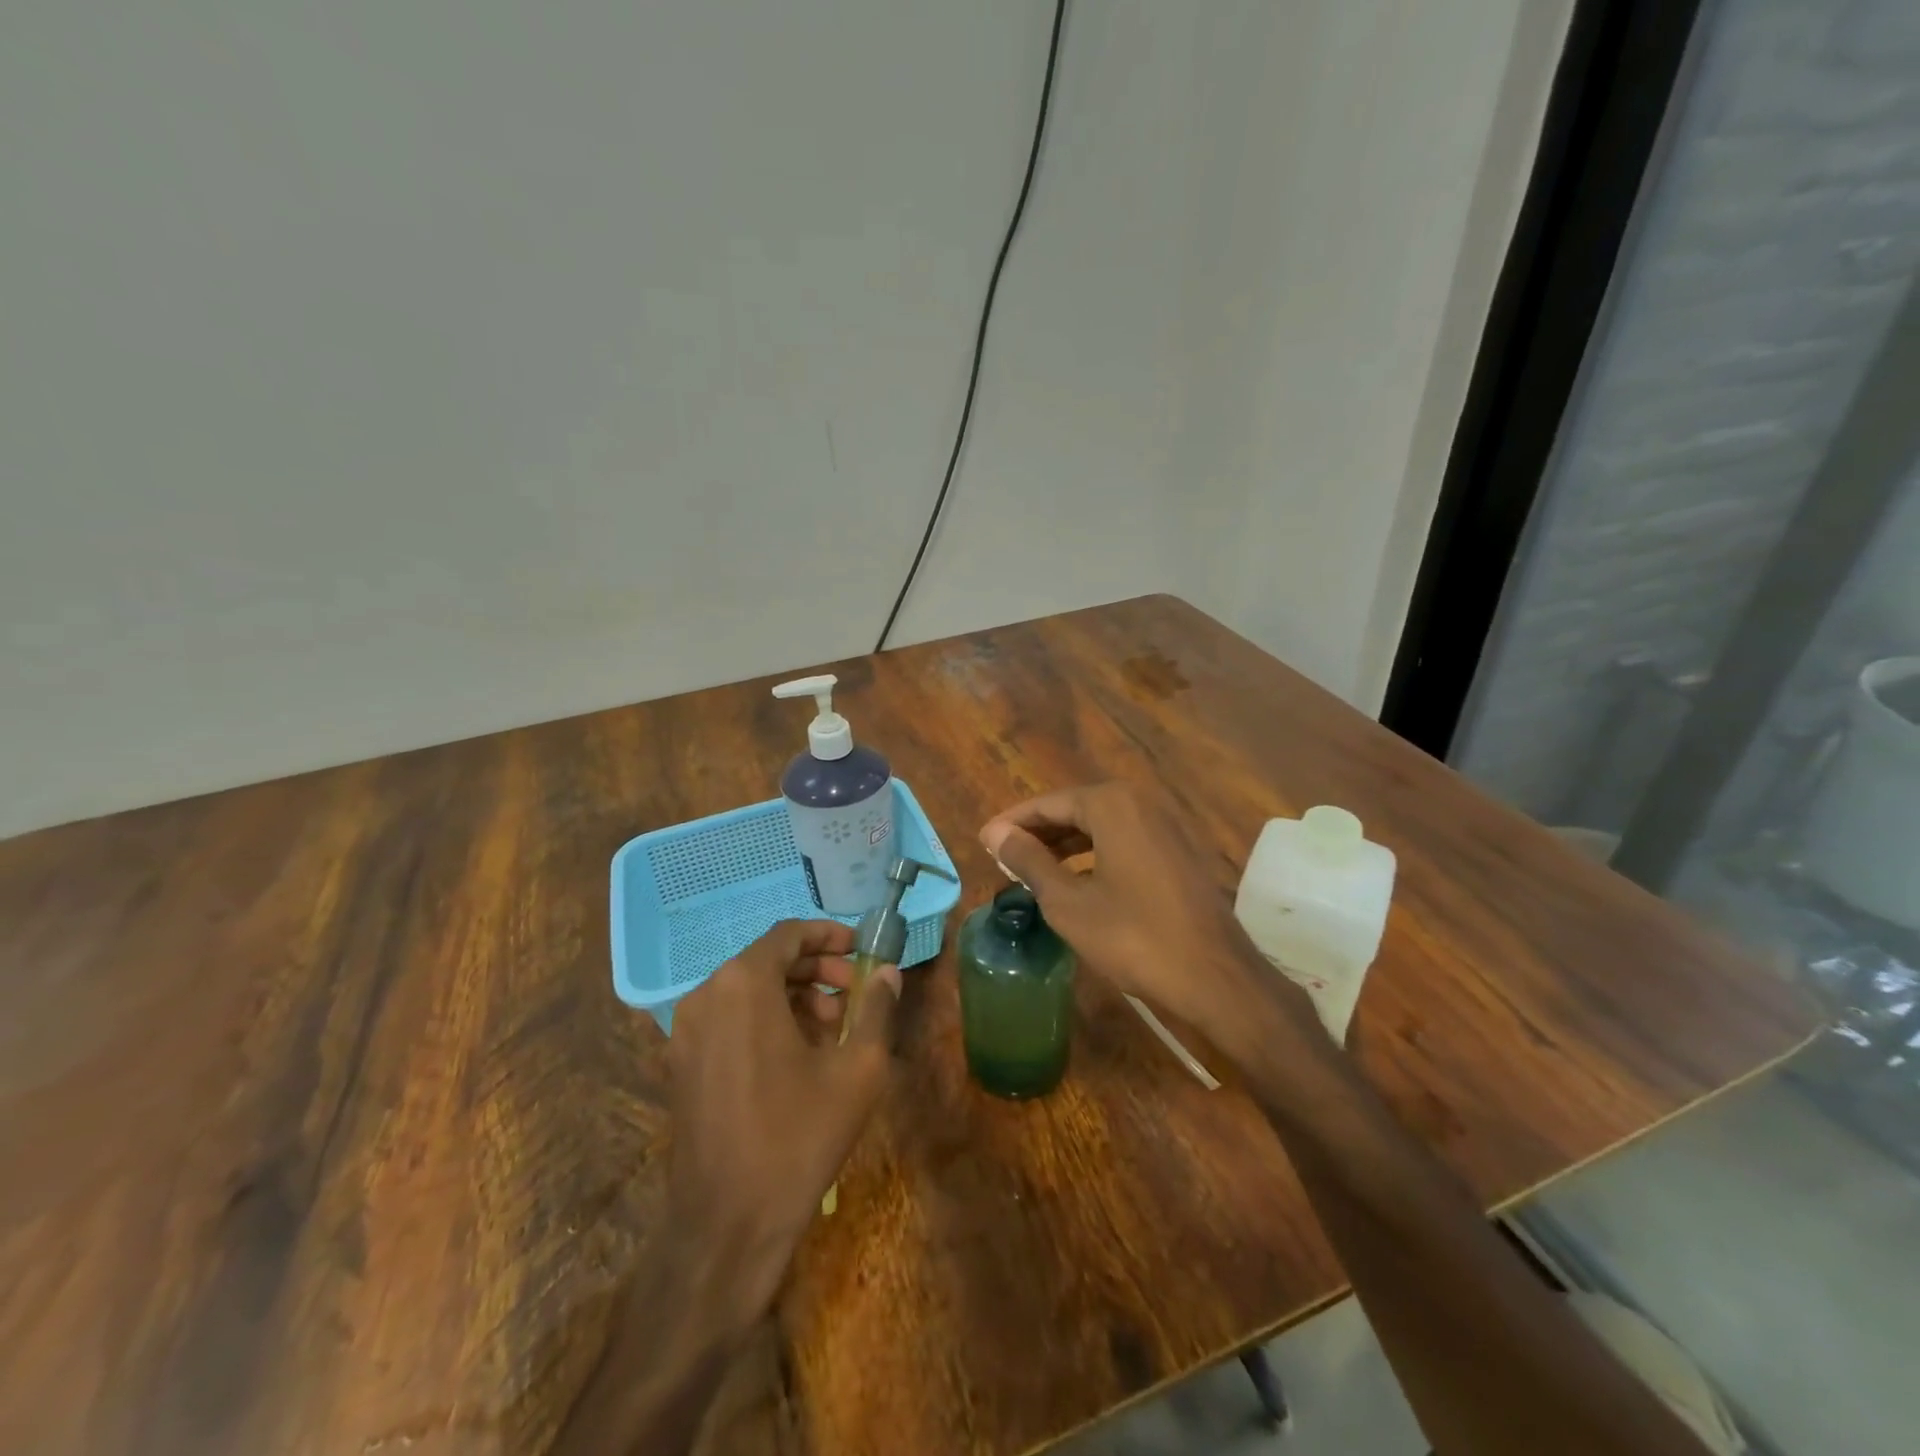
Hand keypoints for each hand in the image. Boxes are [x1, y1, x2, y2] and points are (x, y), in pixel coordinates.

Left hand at [664, 920, 899, 1336]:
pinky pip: (729, 1019)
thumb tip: (888, 973)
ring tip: (832, 1026)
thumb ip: (876, 1009)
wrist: (727, 1225)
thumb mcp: (857, 1069)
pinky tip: (798, 1054)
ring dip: (793, 995)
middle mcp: (706, 995)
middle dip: (815, 968)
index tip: (860, 948)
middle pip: (767, 960)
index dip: (828, 935)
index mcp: (744, 985)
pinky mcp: (681, 1063)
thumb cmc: (798, 1136)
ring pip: (748, 990)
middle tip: (854, 990)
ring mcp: (686, 1031)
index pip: (787, 934)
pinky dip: (765, 1019)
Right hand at [981, 783, 1299, 1044]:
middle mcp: (1141, 803)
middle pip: (1075, 809)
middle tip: (1004, 856)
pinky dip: (1094, 854)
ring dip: (1065, 844)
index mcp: (1111, 805)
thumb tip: (995, 833)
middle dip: (1038, 832)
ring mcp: (1165, 827)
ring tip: (1033, 868)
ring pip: (1101, 825)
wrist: (1216, 976)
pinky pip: (1124, 841)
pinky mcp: (1178, 852)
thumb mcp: (1068, 902)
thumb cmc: (1134, 936)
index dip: (1013, 822)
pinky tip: (1077, 881)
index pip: (1047, 803)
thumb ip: (1029, 861)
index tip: (984, 840)